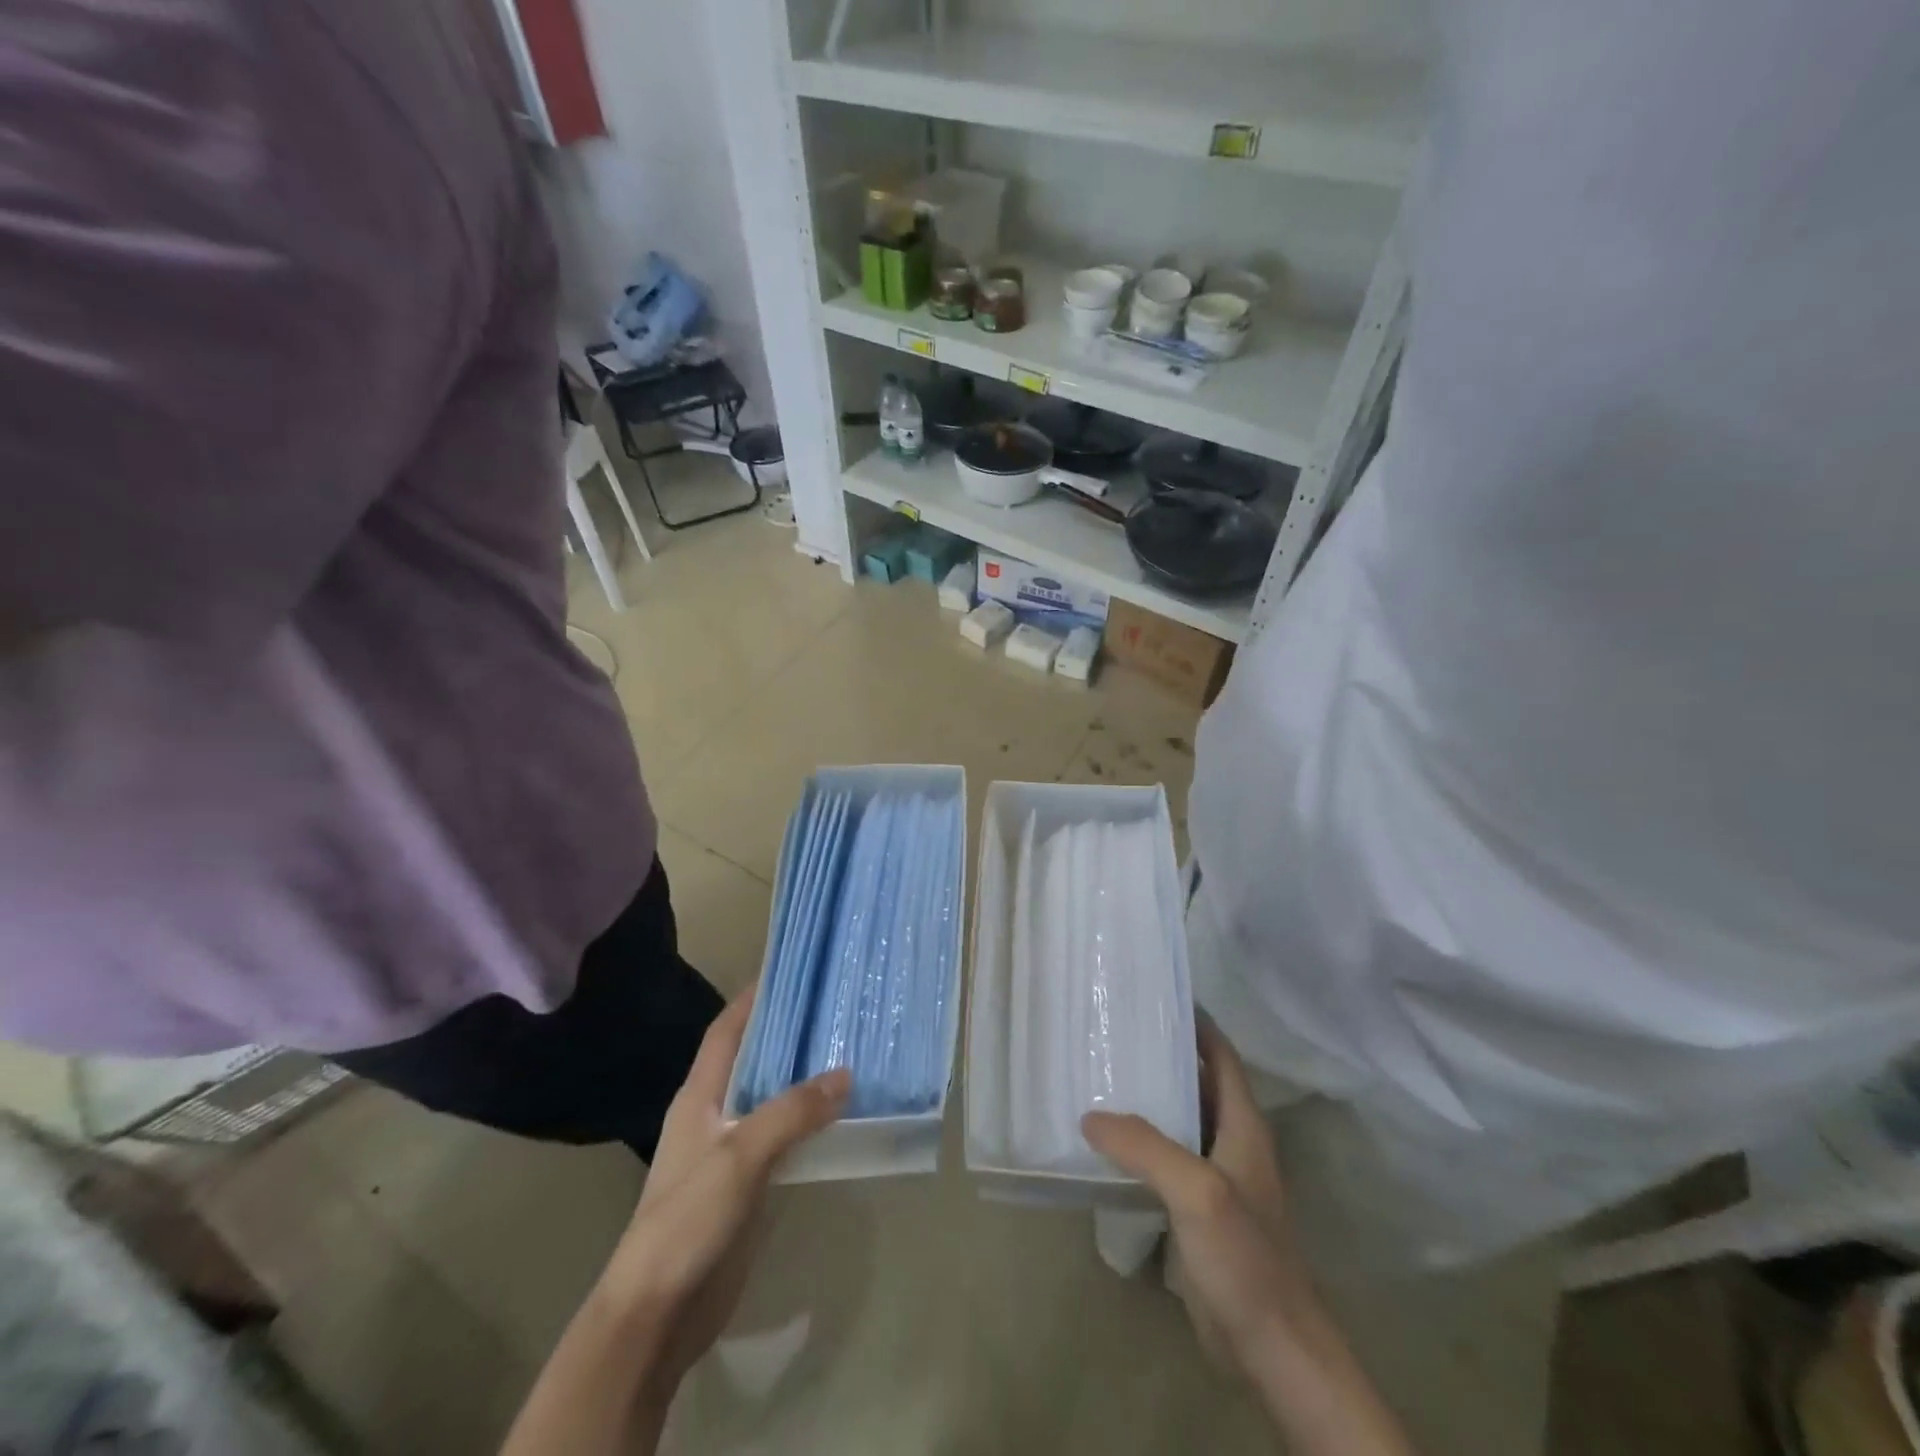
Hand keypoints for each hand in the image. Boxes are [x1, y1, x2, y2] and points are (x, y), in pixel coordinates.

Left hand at [599, 989, 850, 1389]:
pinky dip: (806, 1120)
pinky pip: (782, 1137)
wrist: (657, 1312)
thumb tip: (845, 1073)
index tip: (788, 970)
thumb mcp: (740, 1155)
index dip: (752, 999)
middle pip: (752, 1060)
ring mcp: (728, 1152)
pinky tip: (838, 1114)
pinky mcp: (745, 1185)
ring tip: (846, 1050)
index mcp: (699, 1097)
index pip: (726, 1031)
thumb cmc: (688, 1219)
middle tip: (833, 1008)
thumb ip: (791, 1112)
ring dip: (801, 1077)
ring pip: (771, 1098)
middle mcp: (713, 1115)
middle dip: (787, 1033)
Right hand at [1083, 1013, 1310, 1375]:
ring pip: (1180, 1121)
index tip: (1156, 997)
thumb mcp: (1195, 1190)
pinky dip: (1142, 1143)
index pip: (1221, 1056)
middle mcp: (1232, 1142)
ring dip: (1149, 1099)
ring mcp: (1217, 1178)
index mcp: (1243, 1125)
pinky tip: (1108, 1141)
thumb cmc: (1245, 1256)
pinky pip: (1167, 1161)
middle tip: (1113, 1033)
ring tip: (1101, 1076)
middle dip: (1162, 1055)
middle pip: (1197, 1083)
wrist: (1272, 1347)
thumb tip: (1090, 1115)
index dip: (1196, 1024)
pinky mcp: (1199, 1212)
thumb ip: (1144, 1146)